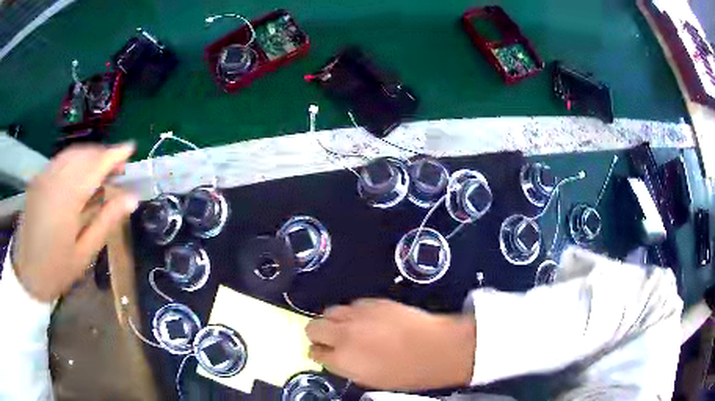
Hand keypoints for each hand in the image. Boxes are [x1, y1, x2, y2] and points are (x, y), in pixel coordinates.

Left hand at [12, 143, 138, 301]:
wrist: (27, 273)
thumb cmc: (57, 270)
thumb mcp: (85, 252)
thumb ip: (106, 221)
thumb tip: (132, 198)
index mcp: (66, 199)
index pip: (95, 165)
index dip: (114, 154)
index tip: (131, 147)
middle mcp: (53, 179)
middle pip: (83, 154)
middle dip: (103, 154)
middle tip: (119, 166)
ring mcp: (43, 176)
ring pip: (71, 154)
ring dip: (90, 156)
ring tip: (102, 169)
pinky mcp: (38, 179)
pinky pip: (60, 160)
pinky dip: (75, 161)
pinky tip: (81, 174)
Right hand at [306, 298, 475, 390]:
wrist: (437, 348)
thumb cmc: (407, 373)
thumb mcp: (371, 379)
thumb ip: (346, 367)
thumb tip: (336, 358)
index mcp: (342, 359)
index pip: (314, 352)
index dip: (318, 353)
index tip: (323, 353)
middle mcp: (344, 334)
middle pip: (313, 327)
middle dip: (317, 334)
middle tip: (329, 339)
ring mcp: (358, 315)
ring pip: (329, 311)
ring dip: (333, 320)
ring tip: (347, 328)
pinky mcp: (373, 301)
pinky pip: (352, 304)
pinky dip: (353, 313)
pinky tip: (366, 319)